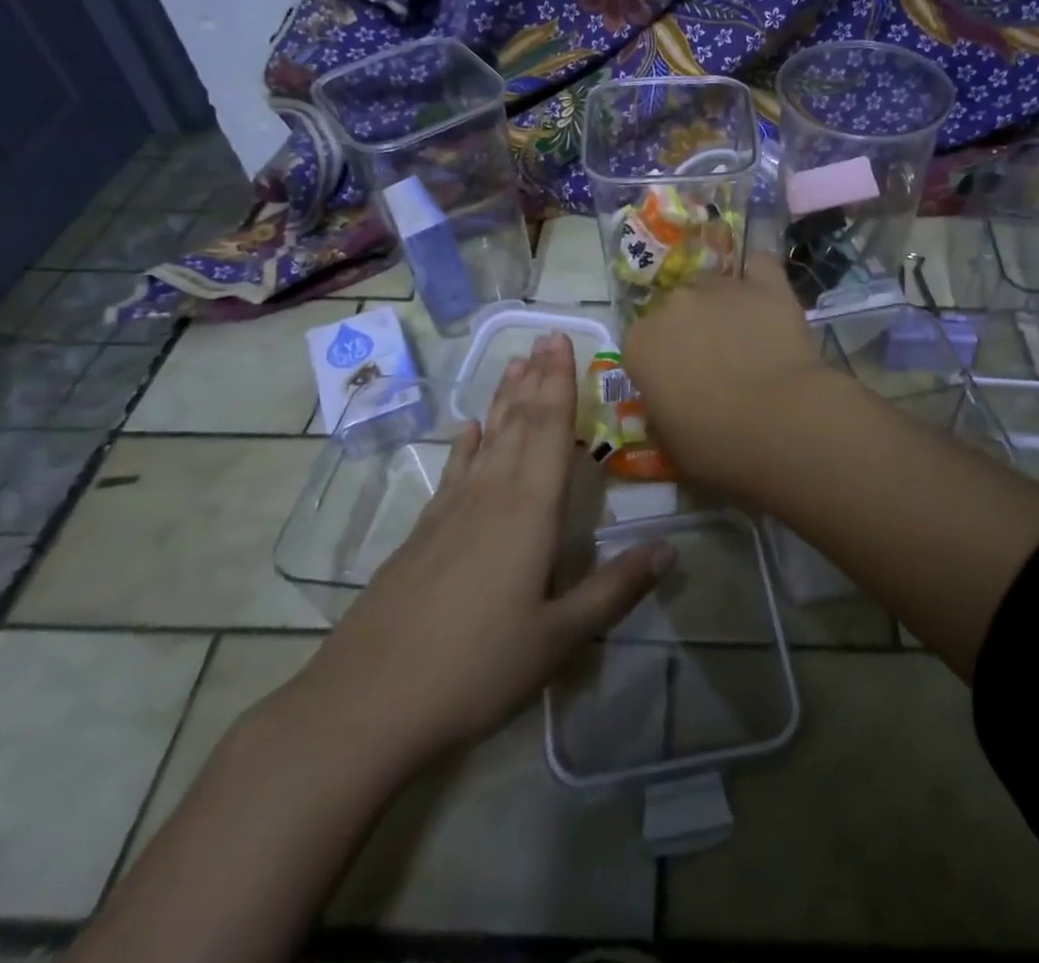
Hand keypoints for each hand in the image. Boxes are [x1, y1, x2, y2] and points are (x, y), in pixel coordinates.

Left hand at [268, 334, 673, 777]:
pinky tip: (468, 428)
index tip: (562, 340)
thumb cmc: (476, 668)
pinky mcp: (424, 531)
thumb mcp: (558, 638)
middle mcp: (491, 495)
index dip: (560, 384)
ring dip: (504, 399)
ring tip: (515, 363)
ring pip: (486, 438)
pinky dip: (465, 444)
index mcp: (530, 512)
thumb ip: (615, 589)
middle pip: (519, 424)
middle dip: (536, 378)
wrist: (368, 702)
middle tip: (545, 336)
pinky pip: (454, 470)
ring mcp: (451, 510)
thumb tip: (671, 550)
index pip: (551, 431)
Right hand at [622, 254, 847, 495]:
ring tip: (750, 341)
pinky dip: (761, 280)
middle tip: (717, 366)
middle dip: (692, 332)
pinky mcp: (766, 285)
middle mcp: (673, 305)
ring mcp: (720, 288)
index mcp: (641, 343)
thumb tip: (670, 404)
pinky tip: (768, 300)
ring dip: (724, 309)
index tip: (679, 387)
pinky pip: (760, 267)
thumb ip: (661, 413)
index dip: (662, 364)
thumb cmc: (718, 446)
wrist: (783, 424)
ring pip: (715, 288)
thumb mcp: (671, 444)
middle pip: (677, 310)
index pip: (642, 344)